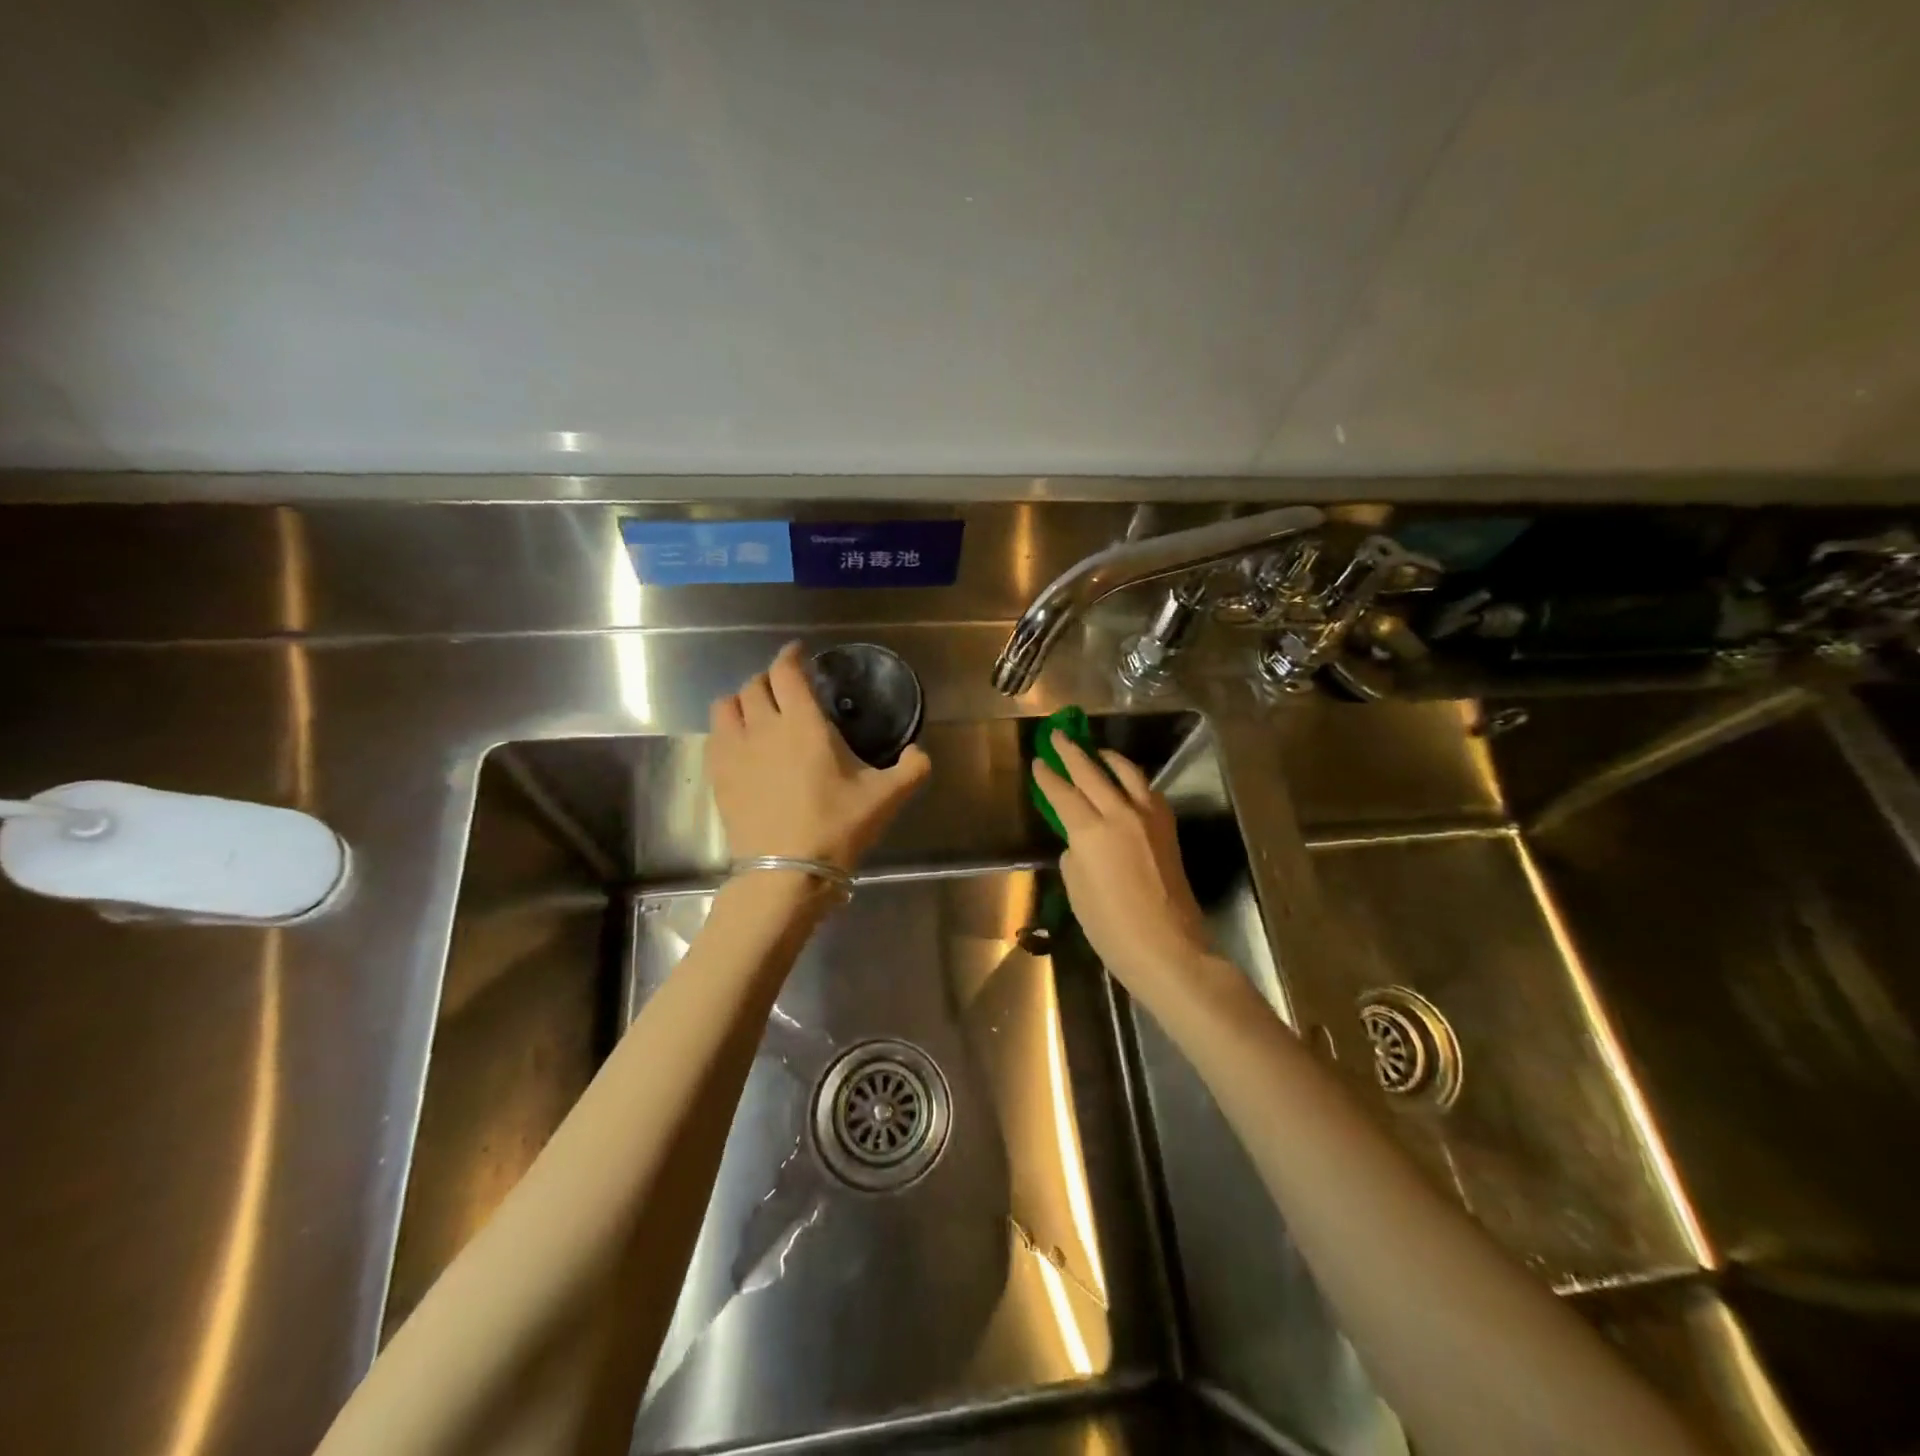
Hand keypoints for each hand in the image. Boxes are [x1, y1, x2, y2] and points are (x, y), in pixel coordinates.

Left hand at [708, 643, 931, 870]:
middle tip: (785, 688)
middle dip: (770, 678)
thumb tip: (919, 752)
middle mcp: (764, 727)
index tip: (798, 653)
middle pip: (755, 684)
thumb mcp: (887, 798)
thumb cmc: (838, 827)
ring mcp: (735, 751)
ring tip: (756, 711)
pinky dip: (727, 728)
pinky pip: (714, 735)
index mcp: (804, 724)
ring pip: (726, 705)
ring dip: (742, 700)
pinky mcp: (718, 776)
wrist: (787, 871)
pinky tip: (741, 744)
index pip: (786, 672)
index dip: (791, 656)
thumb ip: (912, 768)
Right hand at [1031, 734, 1210, 986]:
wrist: (1169, 948)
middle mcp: (1119, 814)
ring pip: (1126, 772)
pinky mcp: (1167, 827)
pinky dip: (1131, 778)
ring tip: (1095, 751)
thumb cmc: (1112, 929)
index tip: (1038, 761)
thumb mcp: (1077, 891)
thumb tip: (1080, 840)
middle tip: (1058, 735)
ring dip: (1107, 757)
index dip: (1047, 776)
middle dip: (1071, 752)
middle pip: (1091, 772)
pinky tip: (1125, 780)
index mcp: (1090, 832)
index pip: (1063, 793)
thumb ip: (1074, 855)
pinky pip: (1146, 790)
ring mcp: (1148, 818)